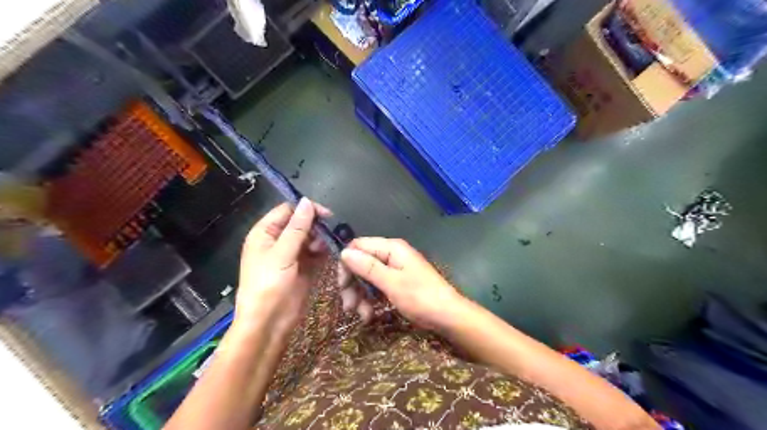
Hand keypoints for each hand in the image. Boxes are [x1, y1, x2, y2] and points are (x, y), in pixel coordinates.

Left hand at [233, 198, 329, 335]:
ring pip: (310, 237)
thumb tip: (307, 201)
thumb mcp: (282, 253)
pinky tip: (326, 254)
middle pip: (300, 223)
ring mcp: (291, 255)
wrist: (269, 323)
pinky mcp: (303, 267)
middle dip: (315, 226)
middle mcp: (278, 241)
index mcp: (265, 233)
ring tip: (322, 249)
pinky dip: (322, 251)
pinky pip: (315, 252)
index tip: (326, 215)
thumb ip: (297, 228)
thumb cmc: (268, 285)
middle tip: (326, 235)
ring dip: (319, 239)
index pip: (287, 210)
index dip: (306, 209)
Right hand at [340, 238, 467, 328]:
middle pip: (361, 263)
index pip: (358, 246)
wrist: (449, 316)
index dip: (347, 264)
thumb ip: (367, 267)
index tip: (342, 285)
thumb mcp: (392, 283)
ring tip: (362, 316)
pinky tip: (369, 316)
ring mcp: (395, 269)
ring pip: (367, 278)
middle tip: (349, 307)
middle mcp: (391, 255)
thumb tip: (344, 252)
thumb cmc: (421, 298)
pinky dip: (370, 300)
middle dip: (353, 285)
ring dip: (360, 297)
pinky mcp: (397, 283)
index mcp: (391, 248)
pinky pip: (377, 287)